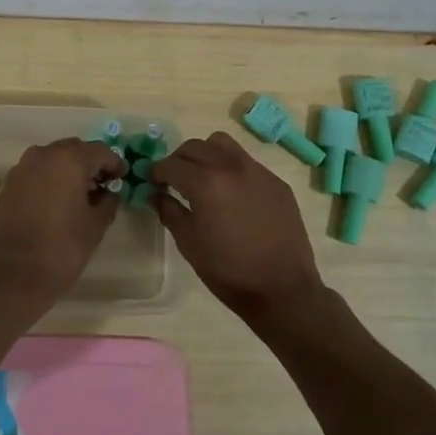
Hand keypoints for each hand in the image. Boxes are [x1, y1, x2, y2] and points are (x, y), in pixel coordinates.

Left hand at [0, 138, 123, 308]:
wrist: (13, 275)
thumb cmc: (62, 249)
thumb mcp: (95, 225)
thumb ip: (108, 201)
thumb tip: (109, 191)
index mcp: (69, 160)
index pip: (101, 151)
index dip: (115, 164)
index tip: (122, 179)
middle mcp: (44, 154)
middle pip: (75, 149)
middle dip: (90, 164)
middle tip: (103, 186)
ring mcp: (23, 167)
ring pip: (54, 158)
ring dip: (69, 169)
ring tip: (81, 195)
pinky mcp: (10, 183)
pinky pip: (37, 171)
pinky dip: (51, 178)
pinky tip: (58, 201)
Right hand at [150, 132, 322, 324]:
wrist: (282, 289)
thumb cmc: (228, 270)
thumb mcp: (189, 243)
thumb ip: (169, 211)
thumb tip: (156, 194)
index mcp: (206, 182)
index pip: (171, 164)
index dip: (156, 172)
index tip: (152, 182)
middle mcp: (231, 166)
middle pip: (195, 146)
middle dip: (179, 160)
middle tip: (174, 180)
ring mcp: (258, 171)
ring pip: (222, 144)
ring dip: (205, 154)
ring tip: (203, 178)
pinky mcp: (276, 182)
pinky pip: (246, 162)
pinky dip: (231, 168)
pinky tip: (233, 195)